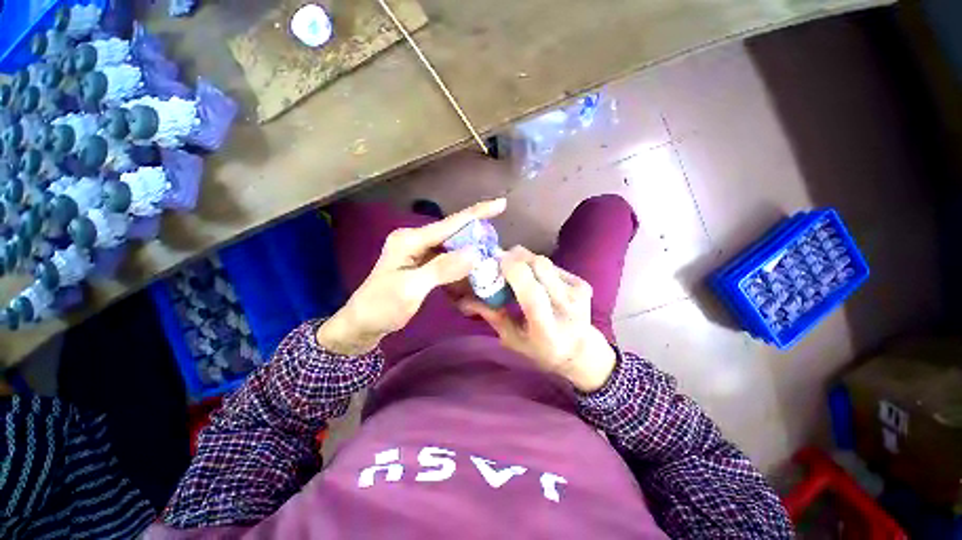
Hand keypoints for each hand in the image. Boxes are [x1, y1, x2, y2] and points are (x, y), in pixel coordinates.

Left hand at [317, 198, 506, 354]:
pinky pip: (448, 264)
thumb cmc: (381, 306)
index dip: (477, 213)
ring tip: (489, 270)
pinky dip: (461, 272)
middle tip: (499, 253)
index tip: (501, 204)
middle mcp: (417, 240)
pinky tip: (471, 283)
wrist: (362, 325)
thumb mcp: (410, 289)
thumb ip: (441, 269)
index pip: (450, 223)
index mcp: (411, 239)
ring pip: (454, 251)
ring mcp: (420, 253)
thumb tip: (474, 254)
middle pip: (455, 236)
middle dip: (478, 242)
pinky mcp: (423, 265)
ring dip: (471, 261)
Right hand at [460, 247, 615, 392]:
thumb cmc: (541, 349)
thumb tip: (463, 299)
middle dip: (515, 258)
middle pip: (539, 267)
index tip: (495, 260)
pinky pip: (552, 264)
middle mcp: (567, 309)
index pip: (532, 294)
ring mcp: (578, 293)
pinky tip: (533, 278)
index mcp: (547, 330)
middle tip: (499, 262)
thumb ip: (491, 315)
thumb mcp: (512, 339)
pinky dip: (536, 265)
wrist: (580, 350)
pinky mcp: (583, 284)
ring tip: (515, 271)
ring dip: (524, 260)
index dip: (514, 271)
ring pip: (544, 261)